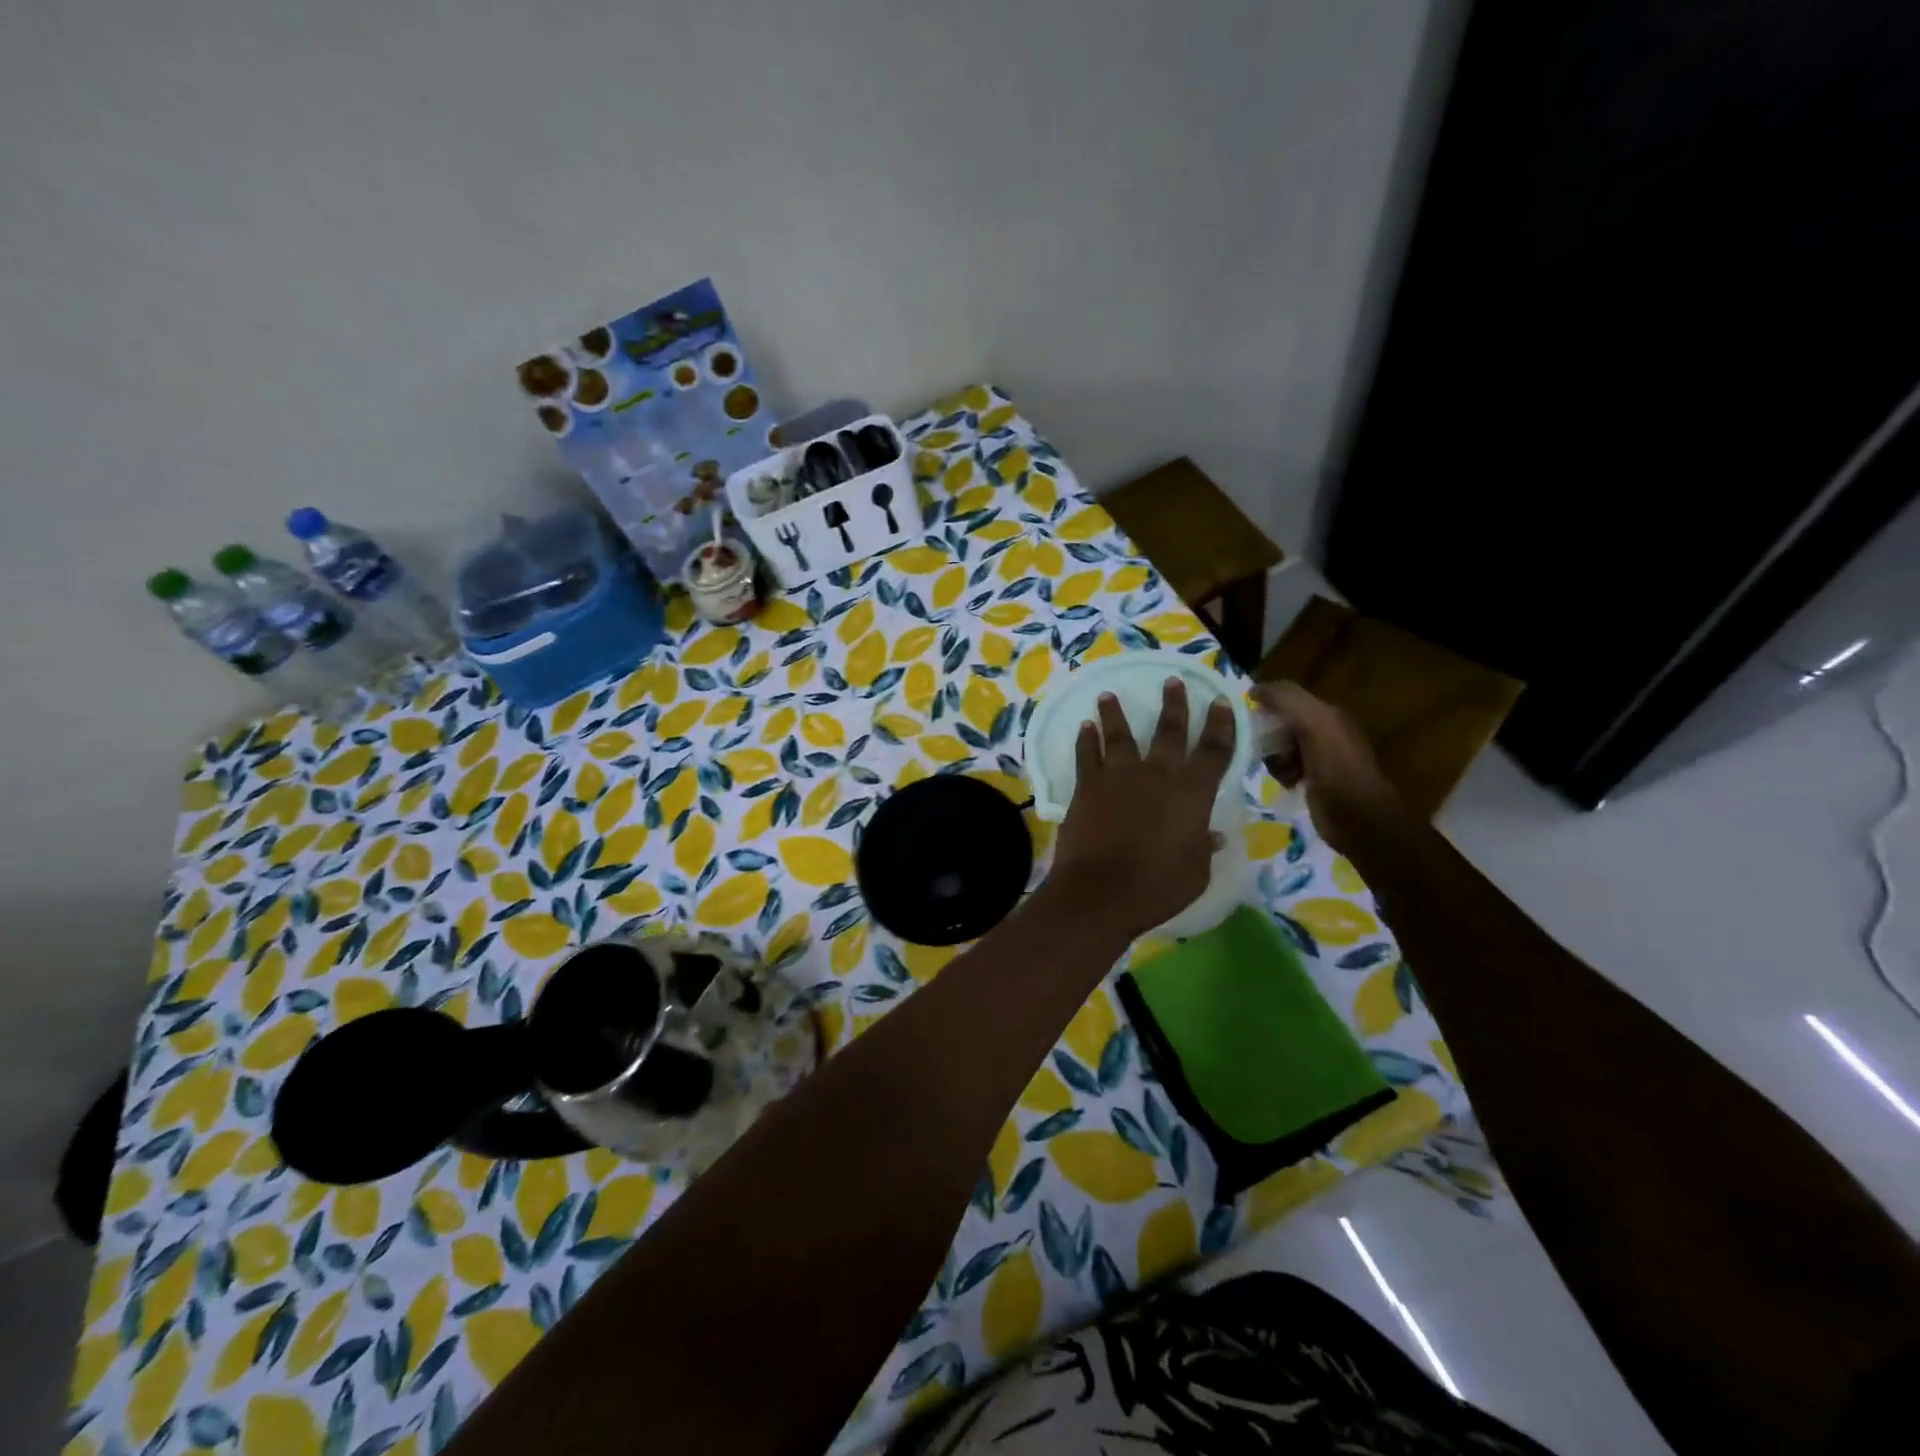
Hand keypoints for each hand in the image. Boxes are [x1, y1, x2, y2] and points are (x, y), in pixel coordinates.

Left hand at [1049, 679, 1234, 938]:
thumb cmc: (1156, 887)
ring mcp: (1118, 777)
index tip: (1220, 701)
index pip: (1213, 751)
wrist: (1099, 892)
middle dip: (1174, 705)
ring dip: (1115, 713)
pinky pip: (1087, 755)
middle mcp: (1157, 775)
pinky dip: (1086, 740)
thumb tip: (1212, 835)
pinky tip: (1085, 727)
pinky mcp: (1087, 788)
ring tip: (1108, 695)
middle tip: (1173, 681)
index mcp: (1192, 793)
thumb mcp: (1195, 873)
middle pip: (1168, 731)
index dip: (1220, 725)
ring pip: (1119, 735)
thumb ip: (1202, 848)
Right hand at [1254, 682, 1406, 857]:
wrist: (1359, 820)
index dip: (1265, 704)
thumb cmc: (1336, 769)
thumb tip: (1254, 688)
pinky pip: (1285, 768)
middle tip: (1259, 749)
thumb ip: (1287, 700)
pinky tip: (1284, 782)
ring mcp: (1320, 758)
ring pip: (1280, 747)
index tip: (1243, 718)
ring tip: (1277, 770)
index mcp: (1328, 714)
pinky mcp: (1313, 781)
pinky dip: (1279, 773)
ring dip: (1272, 757)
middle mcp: (1325, 732)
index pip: (1287, 698)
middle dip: (1266, 735)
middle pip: (1281, 724)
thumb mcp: (1314, 724)